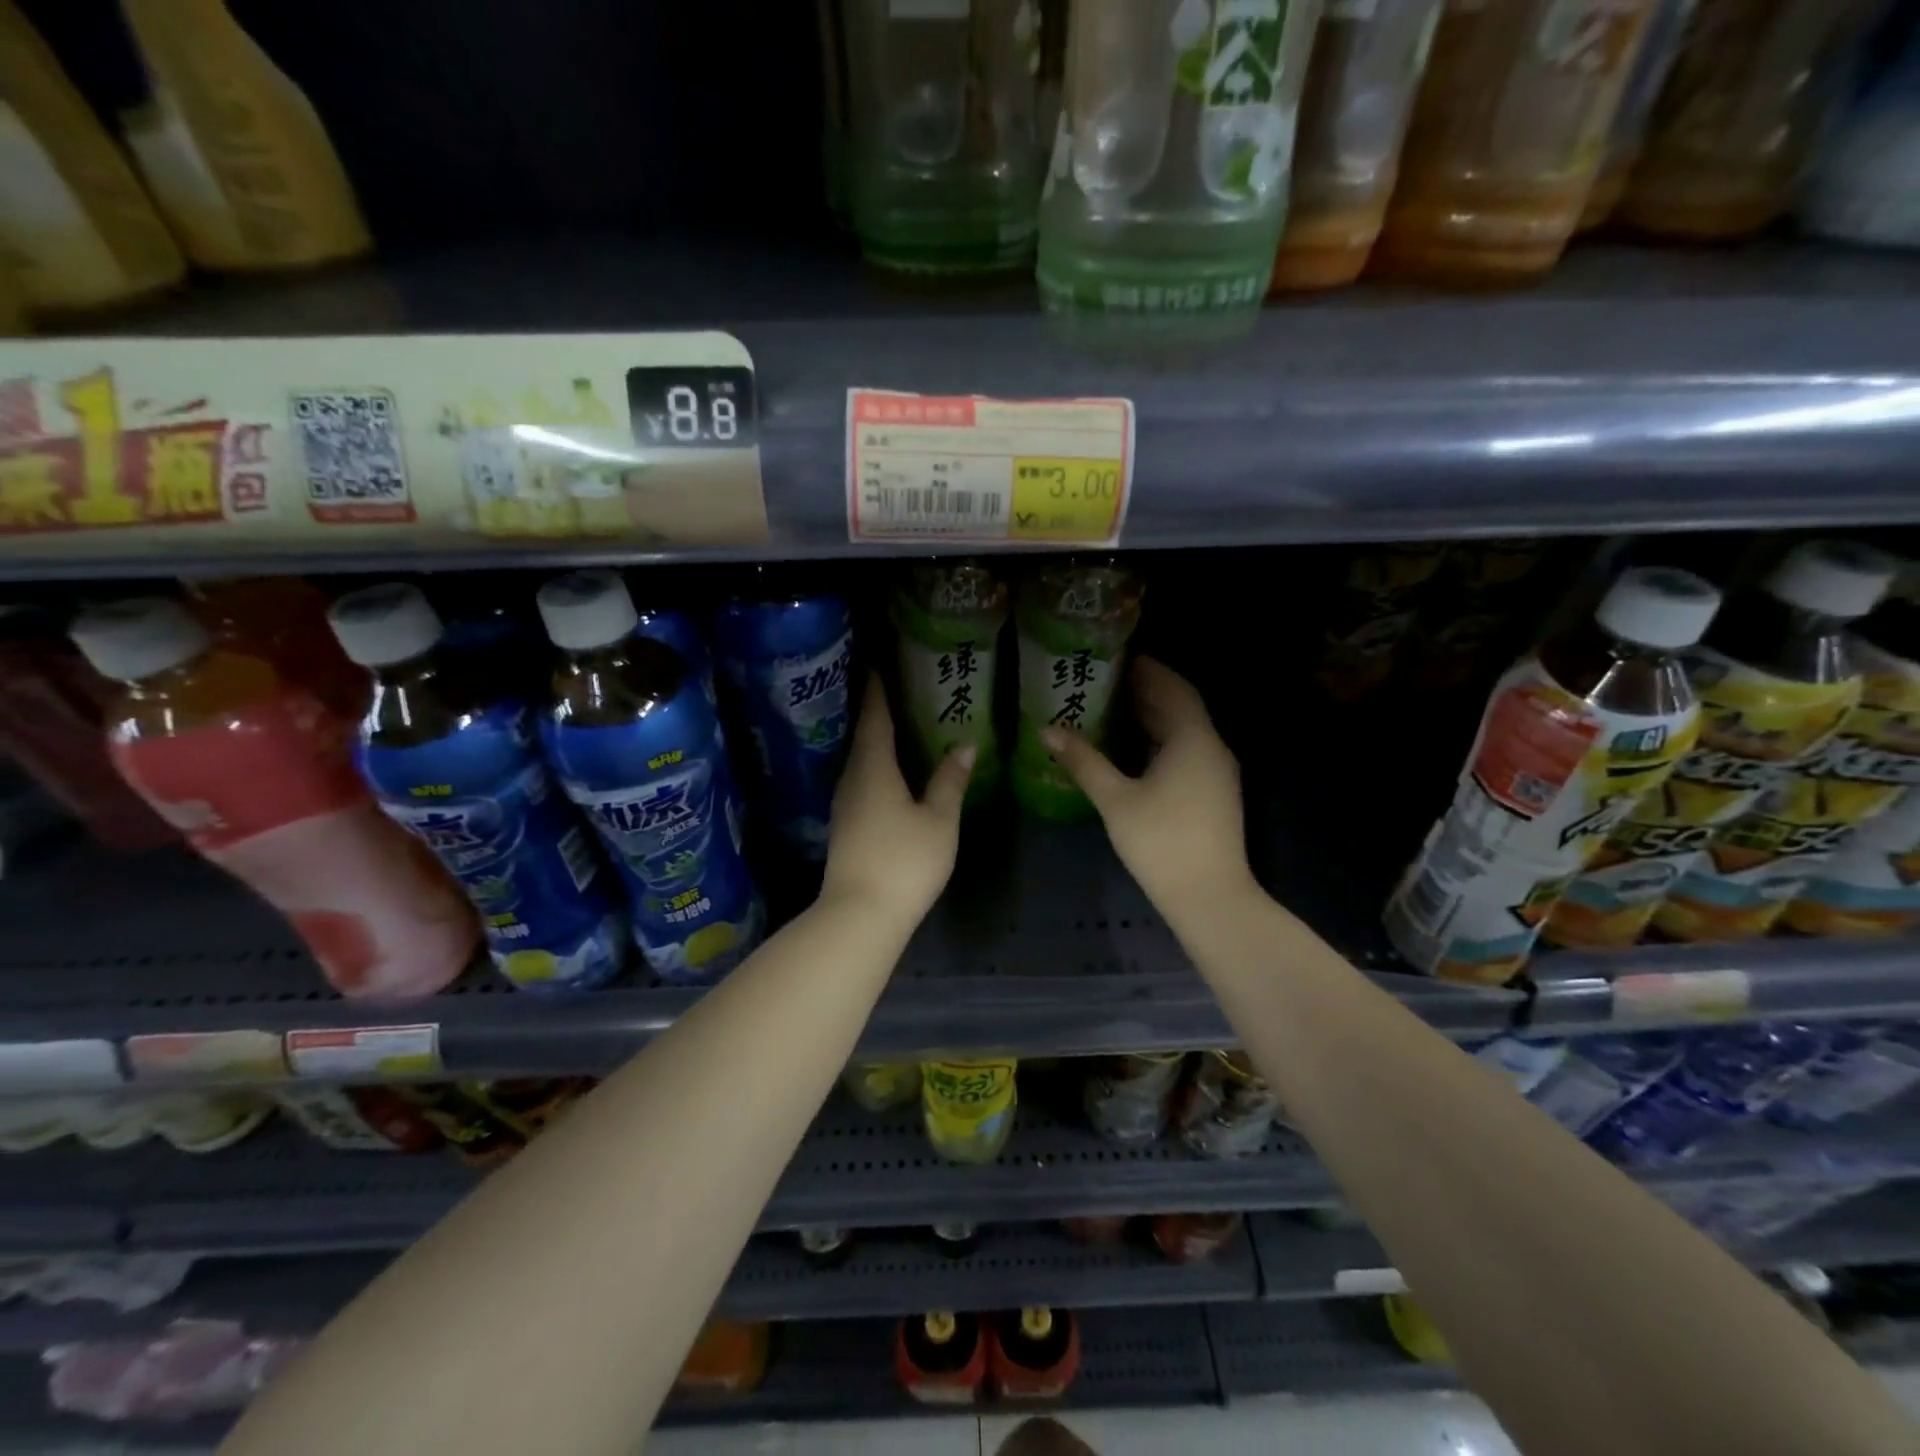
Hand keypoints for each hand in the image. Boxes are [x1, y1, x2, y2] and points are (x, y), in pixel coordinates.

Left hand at [823, 678, 974, 924]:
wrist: (860, 914)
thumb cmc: (903, 860)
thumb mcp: (938, 820)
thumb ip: (950, 780)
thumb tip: (965, 744)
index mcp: (874, 768)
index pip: (875, 718)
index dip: (878, 690)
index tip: (880, 664)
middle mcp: (852, 778)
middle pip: (863, 736)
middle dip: (877, 711)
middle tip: (896, 688)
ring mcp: (844, 804)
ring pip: (860, 759)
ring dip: (875, 739)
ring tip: (897, 724)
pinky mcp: (845, 825)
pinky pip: (860, 780)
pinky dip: (874, 764)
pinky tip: (889, 770)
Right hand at [1040, 658, 1255, 922]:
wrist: (1210, 896)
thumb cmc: (1161, 841)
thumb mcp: (1115, 799)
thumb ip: (1083, 761)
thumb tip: (1047, 730)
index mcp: (1193, 739)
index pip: (1173, 687)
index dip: (1149, 669)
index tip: (1119, 656)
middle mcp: (1212, 747)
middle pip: (1181, 707)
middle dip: (1148, 690)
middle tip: (1108, 679)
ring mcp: (1217, 773)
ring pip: (1185, 731)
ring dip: (1154, 716)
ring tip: (1114, 707)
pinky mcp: (1214, 793)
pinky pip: (1187, 751)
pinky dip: (1161, 740)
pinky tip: (1133, 748)